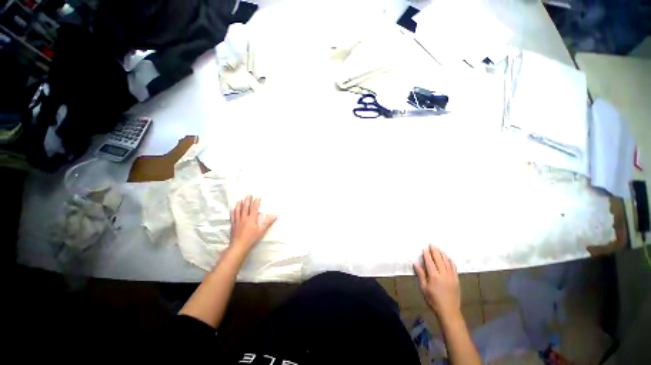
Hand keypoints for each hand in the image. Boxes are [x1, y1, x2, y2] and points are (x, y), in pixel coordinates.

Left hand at [230, 195, 276, 250]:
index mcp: (251, 219)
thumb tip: (274, 215)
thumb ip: (268, 222)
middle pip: (245, 207)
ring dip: (239, 204)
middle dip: (247, 200)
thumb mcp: (262, 231)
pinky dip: (233, 211)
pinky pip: (233, 216)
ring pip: (238, 210)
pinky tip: (233, 209)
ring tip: (240, 200)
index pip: (254, 208)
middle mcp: (244, 218)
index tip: (258, 197)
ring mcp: (237, 221)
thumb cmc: (251, 238)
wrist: (239, 246)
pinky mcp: (233, 225)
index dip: (256, 202)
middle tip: (249, 195)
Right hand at [414, 245, 460, 318]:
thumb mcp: (424, 288)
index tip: (424, 248)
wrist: (449, 311)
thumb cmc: (433, 300)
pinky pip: (453, 267)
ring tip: (439, 249)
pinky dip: (450, 260)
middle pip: (439, 259)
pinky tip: (448, 257)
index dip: (427, 254)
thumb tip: (415, 263)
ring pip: (447, 261)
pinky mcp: (456, 279)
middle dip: (435, 251)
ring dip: (442, 254)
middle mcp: (443, 274)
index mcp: (434, 276)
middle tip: (432, 244)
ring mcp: (451, 276)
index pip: (430, 261)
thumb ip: (420, 274)